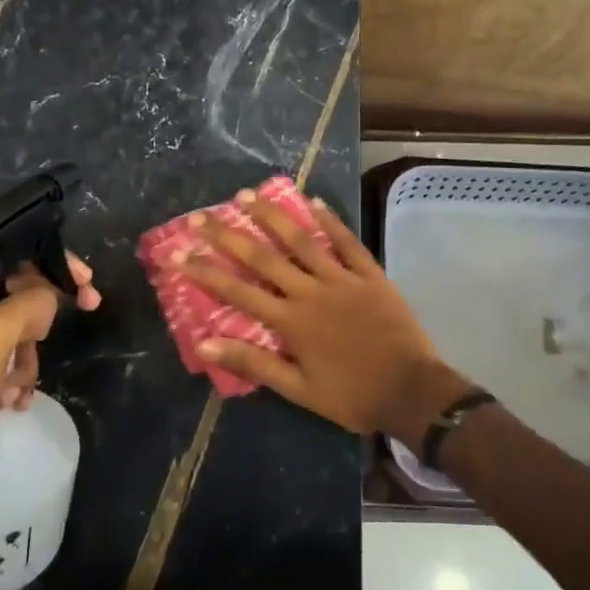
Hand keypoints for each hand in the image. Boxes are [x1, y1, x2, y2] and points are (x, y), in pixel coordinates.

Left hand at [0, 254, 100, 488]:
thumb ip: (29, 303)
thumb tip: (49, 297)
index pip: (5, 253)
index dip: (50, 262)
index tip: (85, 280)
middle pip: (11, 292)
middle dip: (36, 323)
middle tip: (61, 331)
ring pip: (9, 328)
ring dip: (23, 359)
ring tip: (16, 390)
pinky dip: (11, 377)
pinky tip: (11, 403)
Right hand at [182, 193, 469, 436]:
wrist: (411, 391)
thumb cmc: (351, 395)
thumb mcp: (298, 389)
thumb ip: (253, 363)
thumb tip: (204, 344)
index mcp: (291, 321)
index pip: (238, 291)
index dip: (206, 271)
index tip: (179, 253)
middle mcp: (311, 291)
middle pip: (263, 257)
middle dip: (229, 235)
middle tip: (202, 215)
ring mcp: (342, 279)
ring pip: (302, 240)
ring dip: (272, 215)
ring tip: (247, 194)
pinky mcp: (370, 275)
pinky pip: (347, 242)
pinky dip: (331, 221)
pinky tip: (313, 201)